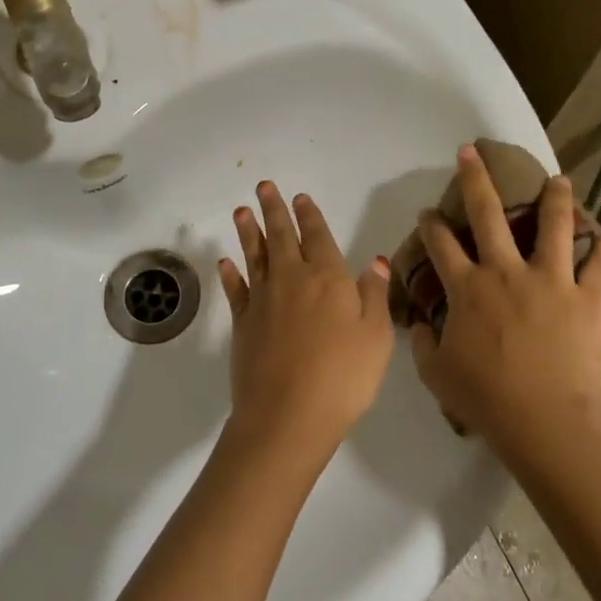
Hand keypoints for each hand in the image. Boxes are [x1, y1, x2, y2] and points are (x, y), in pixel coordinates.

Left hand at [218, 182, 393, 458]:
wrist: (288, 414)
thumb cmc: (343, 376)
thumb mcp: (376, 336)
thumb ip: (375, 295)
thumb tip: (375, 261)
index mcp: (328, 278)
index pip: (318, 236)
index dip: (309, 215)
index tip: (300, 197)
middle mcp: (292, 279)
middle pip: (281, 236)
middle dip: (273, 209)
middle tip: (263, 186)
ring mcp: (263, 300)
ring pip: (254, 255)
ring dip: (248, 231)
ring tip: (241, 210)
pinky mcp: (242, 323)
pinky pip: (235, 290)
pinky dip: (229, 274)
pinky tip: (224, 262)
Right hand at [409, 146, 600, 463]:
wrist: (544, 421)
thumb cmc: (485, 398)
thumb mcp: (435, 374)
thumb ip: (422, 343)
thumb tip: (419, 326)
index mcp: (467, 288)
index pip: (440, 243)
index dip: (430, 223)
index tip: (427, 212)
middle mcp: (506, 271)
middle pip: (486, 213)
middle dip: (475, 177)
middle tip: (472, 152)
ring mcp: (551, 280)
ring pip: (553, 225)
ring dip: (555, 198)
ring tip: (558, 179)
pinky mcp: (588, 298)